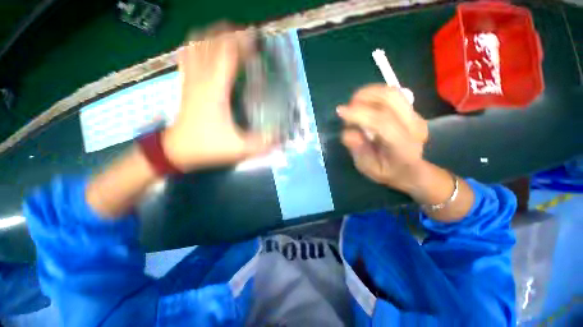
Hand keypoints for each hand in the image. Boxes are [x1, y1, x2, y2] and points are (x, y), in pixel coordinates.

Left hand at [162, 24, 270, 171]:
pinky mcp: (186, 83)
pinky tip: (207, 46)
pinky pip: (188, 55)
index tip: (256, 40)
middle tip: (247, 36)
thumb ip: (261, 144)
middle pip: (212, 42)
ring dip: (214, 35)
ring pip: (197, 44)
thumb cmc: (206, 147)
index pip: (228, 55)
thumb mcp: (238, 149)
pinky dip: (197, 45)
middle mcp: (201, 79)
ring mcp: (190, 79)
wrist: (176, 151)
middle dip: (229, 33)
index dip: (242, 43)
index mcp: (215, 91)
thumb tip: (281, 140)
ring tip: (230, 36)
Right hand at [337, 84, 428, 192]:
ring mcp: (416, 116)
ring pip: (392, 91)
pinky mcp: (412, 110)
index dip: (359, 114)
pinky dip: (374, 94)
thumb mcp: (367, 168)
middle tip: (347, 108)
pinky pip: (392, 94)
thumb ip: (358, 150)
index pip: (382, 122)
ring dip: (368, 93)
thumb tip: (349, 132)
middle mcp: (414, 127)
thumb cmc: (386, 171)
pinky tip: (365, 104)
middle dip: (364, 97)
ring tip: (354, 105)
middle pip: (391, 98)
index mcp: (402, 147)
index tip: (340, 112)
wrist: (411, 170)